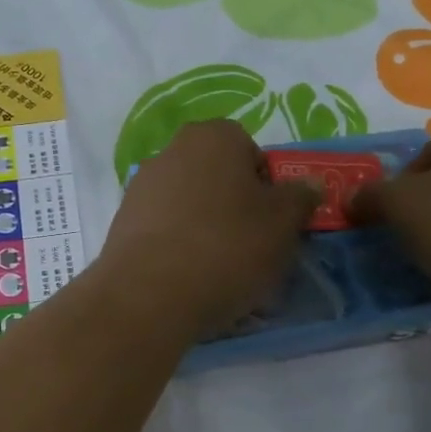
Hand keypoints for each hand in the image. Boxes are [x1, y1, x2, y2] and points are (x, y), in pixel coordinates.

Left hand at [101, 119, 317, 336]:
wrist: (149, 295)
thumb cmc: (228, 247)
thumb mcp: (284, 224)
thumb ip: (301, 197)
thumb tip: (307, 185)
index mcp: (215, 137)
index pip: (253, 152)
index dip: (268, 188)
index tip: (273, 223)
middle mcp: (173, 150)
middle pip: (220, 178)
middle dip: (237, 208)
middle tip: (252, 248)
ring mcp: (142, 186)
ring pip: (192, 206)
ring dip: (208, 230)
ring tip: (221, 273)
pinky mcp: (123, 222)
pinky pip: (166, 230)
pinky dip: (180, 248)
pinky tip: (190, 280)